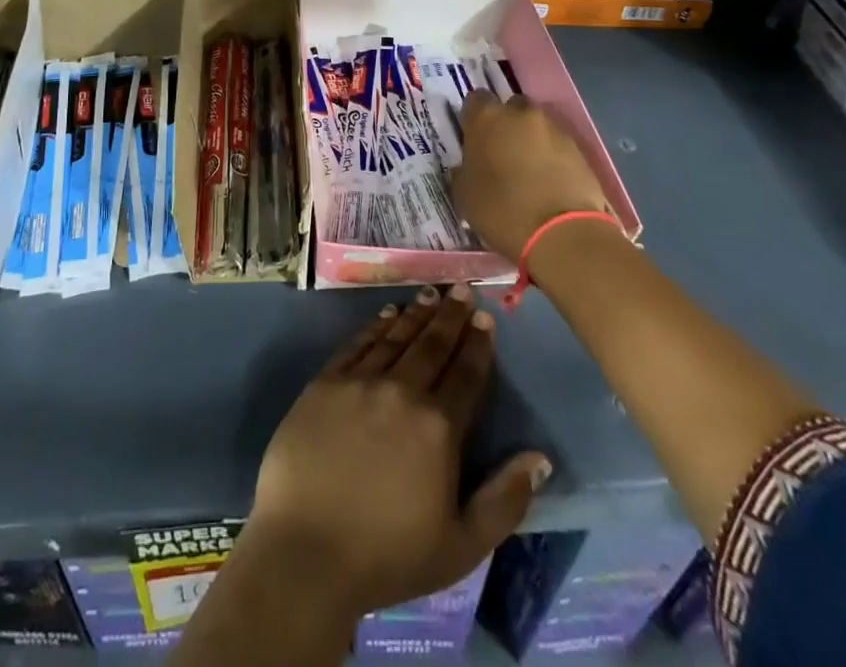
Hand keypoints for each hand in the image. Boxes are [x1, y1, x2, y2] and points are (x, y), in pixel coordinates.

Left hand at [244, 286, 550, 618]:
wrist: (305, 551)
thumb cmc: (388, 556)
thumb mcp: (462, 546)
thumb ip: (505, 499)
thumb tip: (540, 457)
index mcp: (438, 428)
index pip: (465, 374)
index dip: (478, 345)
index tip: (486, 318)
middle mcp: (401, 392)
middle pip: (432, 345)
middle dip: (451, 316)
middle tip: (462, 289)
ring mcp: (359, 382)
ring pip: (396, 338)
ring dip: (416, 314)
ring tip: (431, 293)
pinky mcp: (324, 383)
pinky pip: (357, 344)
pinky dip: (375, 326)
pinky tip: (387, 314)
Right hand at [454, 92, 612, 263]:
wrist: (563, 234)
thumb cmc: (502, 210)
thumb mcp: (464, 194)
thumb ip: (464, 170)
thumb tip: (469, 166)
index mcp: (487, 118)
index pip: (476, 100)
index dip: (474, 118)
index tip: (473, 138)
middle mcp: (521, 114)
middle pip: (511, 107)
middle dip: (506, 124)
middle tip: (501, 152)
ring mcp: (554, 129)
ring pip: (536, 125)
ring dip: (530, 140)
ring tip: (528, 170)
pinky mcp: (579, 149)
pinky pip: (557, 145)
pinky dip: (551, 156)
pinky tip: (548, 181)